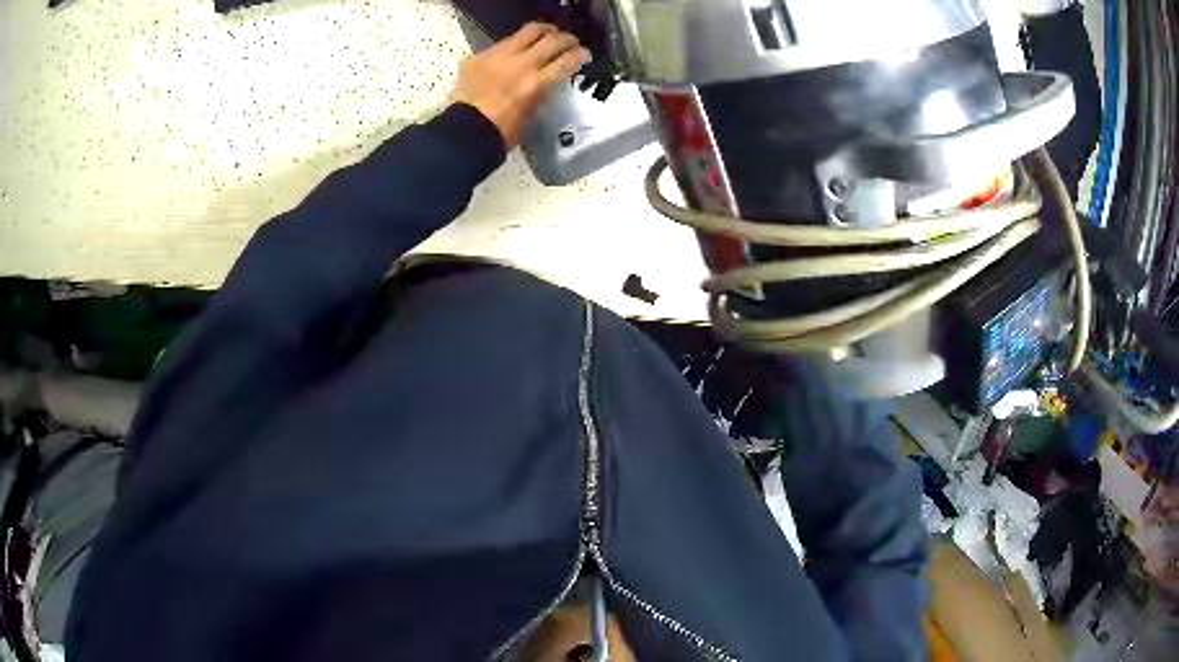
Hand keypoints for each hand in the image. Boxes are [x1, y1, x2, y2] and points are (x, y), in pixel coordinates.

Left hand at [452, 23, 590, 148]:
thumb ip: (542, 91)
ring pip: (529, 30)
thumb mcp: (531, 113)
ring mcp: (499, 56)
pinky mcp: (482, 55)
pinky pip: (506, 41)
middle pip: (552, 39)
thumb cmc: (502, 132)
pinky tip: (519, 49)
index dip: (581, 55)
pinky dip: (518, 42)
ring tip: (549, 35)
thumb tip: (549, 78)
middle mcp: (520, 64)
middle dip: (567, 39)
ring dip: (545, 31)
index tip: (585, 55)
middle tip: (571, 42)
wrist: (465, 132)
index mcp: (535, 83)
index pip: (567, 60)